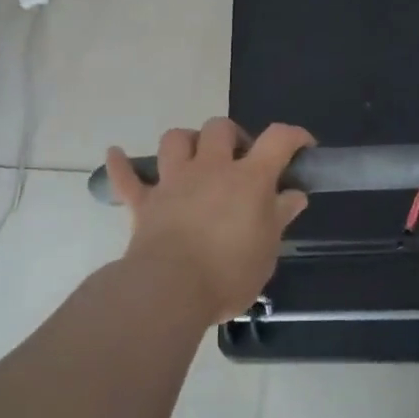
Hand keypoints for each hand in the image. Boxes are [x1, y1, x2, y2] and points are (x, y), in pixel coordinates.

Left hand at [105, 119, 313, 322]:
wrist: (170, 290)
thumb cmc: (229, 273)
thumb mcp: (267, 250)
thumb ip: (279, 217)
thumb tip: (294, 195)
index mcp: (248, 179)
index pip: (277, 139)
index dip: (294, 136)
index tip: (302, 147)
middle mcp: (210, 169)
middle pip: (219, 128)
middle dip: (232, 135)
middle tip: (240, 160)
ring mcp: (173, 182)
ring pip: (175, 139)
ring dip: (186, 141)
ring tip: (194, 157)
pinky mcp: (144, 203)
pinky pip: (126, 177)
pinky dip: (120, 164)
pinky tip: (116, 154)